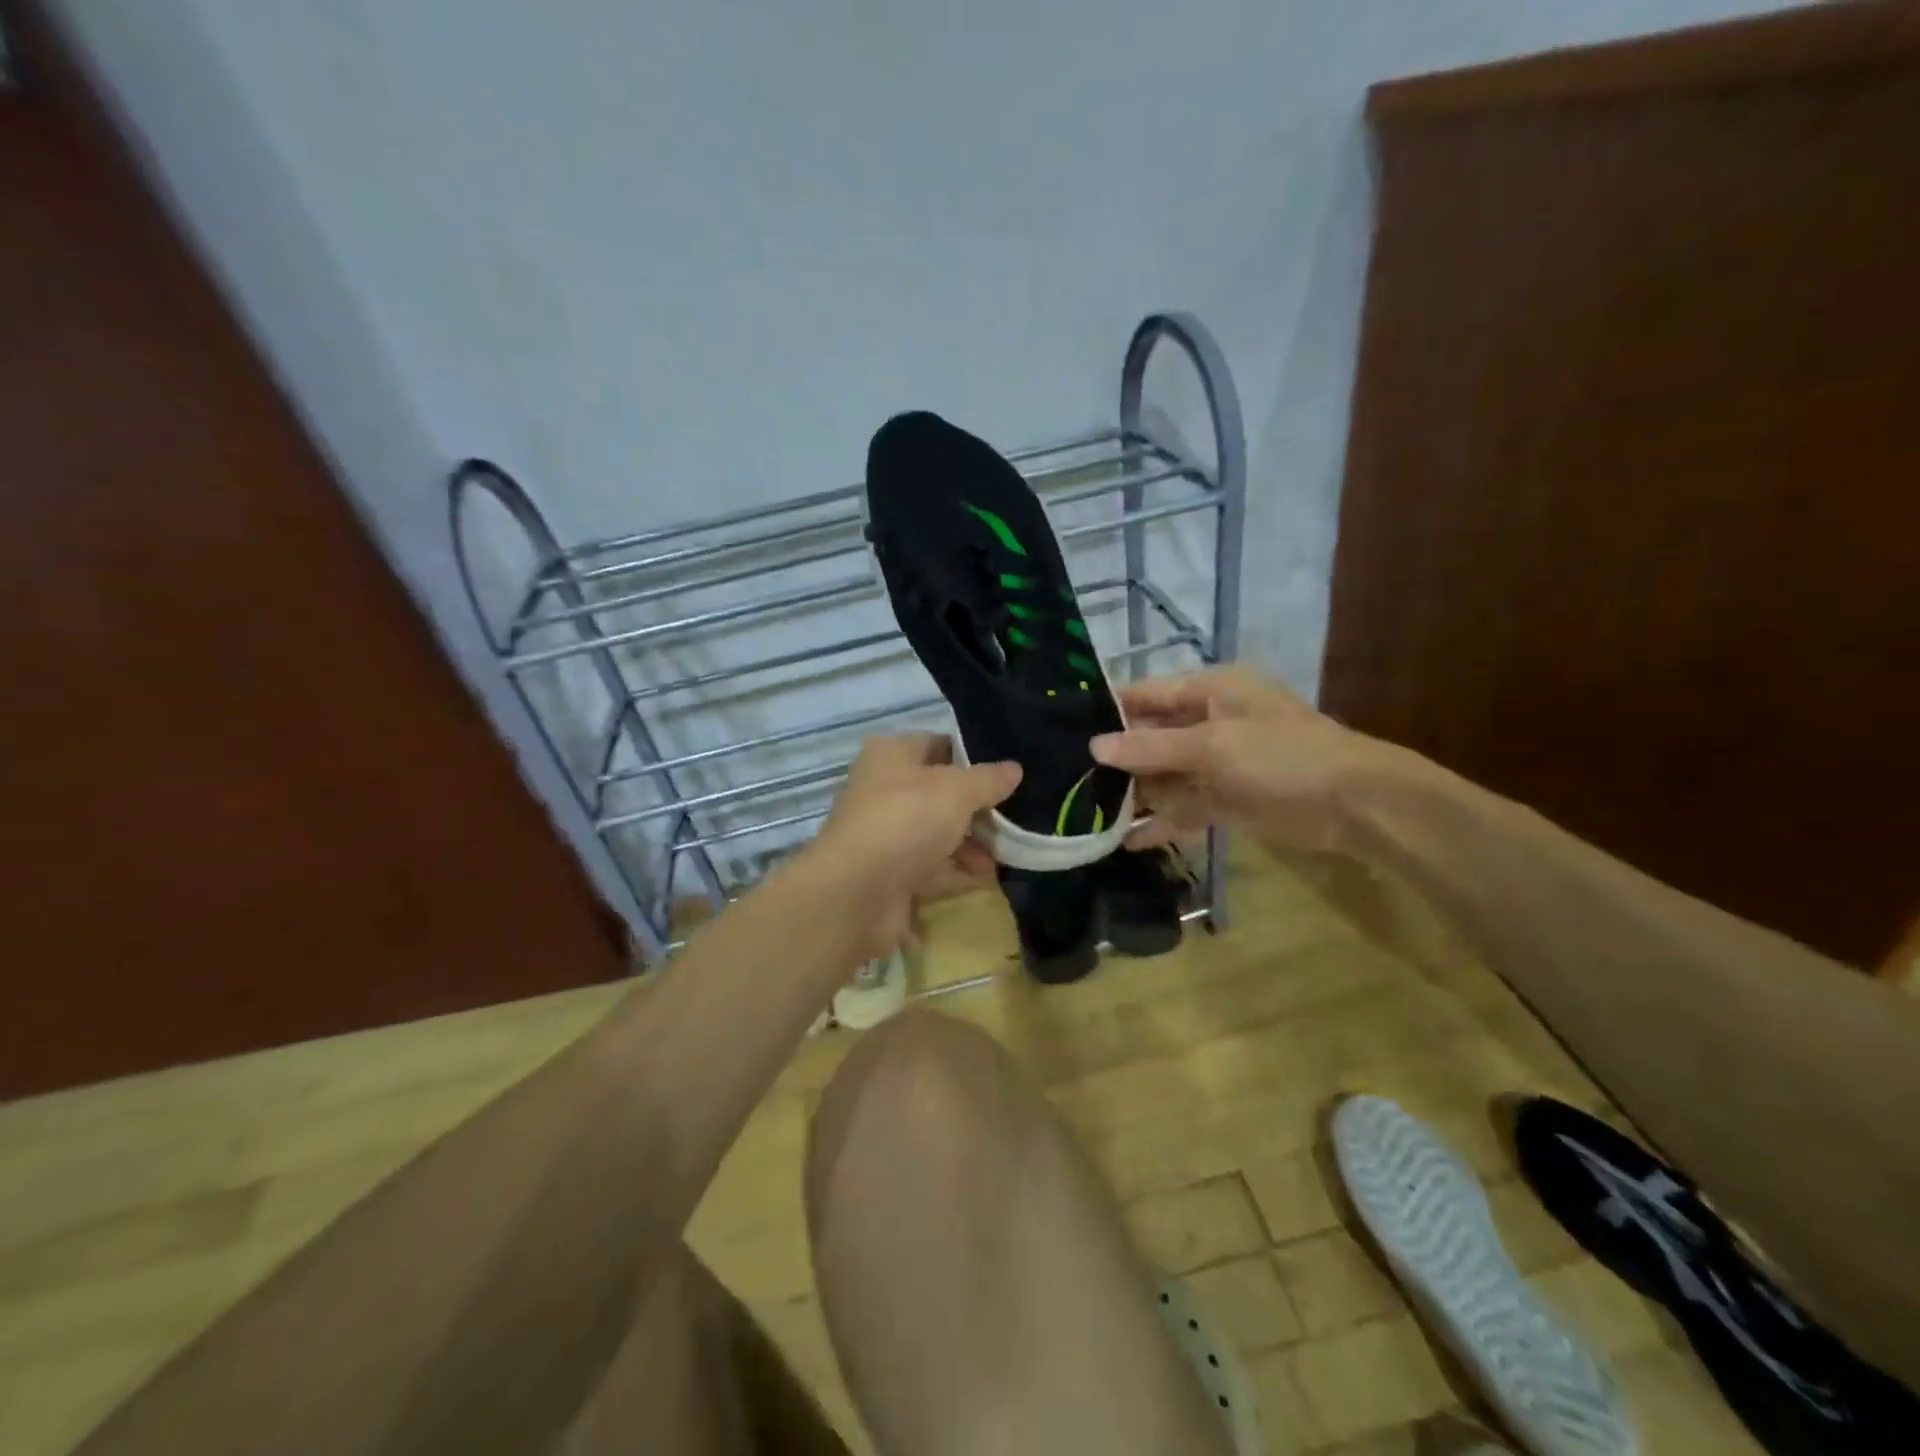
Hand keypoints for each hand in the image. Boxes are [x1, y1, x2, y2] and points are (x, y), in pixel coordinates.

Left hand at [804, 733, 1020, 959]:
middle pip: (939, 793)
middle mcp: (882, 789)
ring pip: (935, 832)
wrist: (856, 892)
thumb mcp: (957, 790)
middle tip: (1013, 820)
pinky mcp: (887, 874)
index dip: (972, 757)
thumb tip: (1014, 768)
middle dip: (976, 808)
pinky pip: (929, 867)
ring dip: (969, 844)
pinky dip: (955, 872)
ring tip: (1003, 856)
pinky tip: (984, 879)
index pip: (937, 745)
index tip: (1006, 775)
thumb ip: (988, 779)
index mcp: (890, 755)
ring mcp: (883, 834)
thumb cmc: (906, 820)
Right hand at [1090, 666, 1408, 853]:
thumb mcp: (1212, 746)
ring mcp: (1217, 763)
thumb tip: (1094, 747)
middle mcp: (1208, 722)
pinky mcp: (1226, 800)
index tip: (1063, 726)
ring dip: (1133, 793)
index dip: (1108, 709)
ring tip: (1085, 812)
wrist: (1355, 805)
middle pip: (1150, 736)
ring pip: (1163, 775)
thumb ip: (1151, 748)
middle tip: (1066, 776)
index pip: (1146, 693)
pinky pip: (1183, 807)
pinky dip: (1160, 822)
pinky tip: (1126, 841)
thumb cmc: (1281, 756)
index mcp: (1209, 691)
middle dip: (1115, 757)